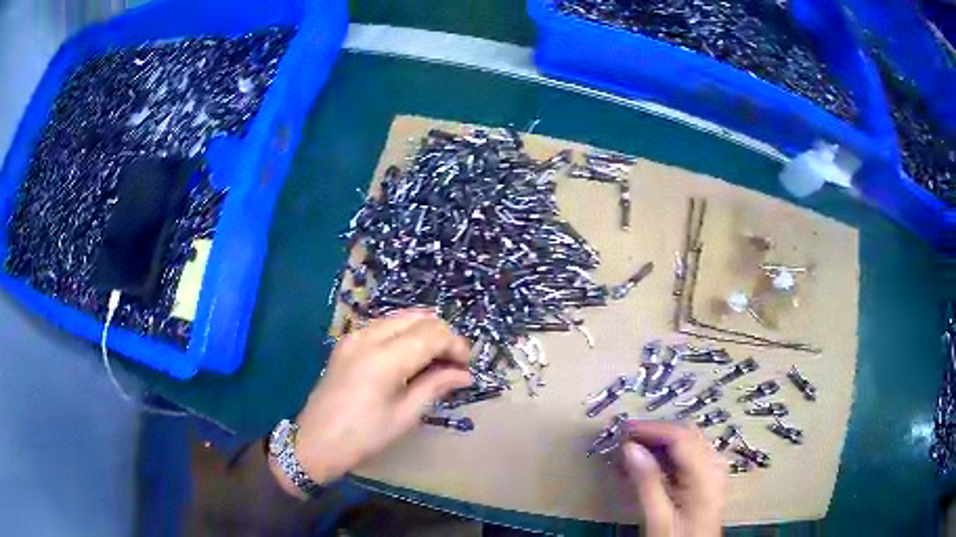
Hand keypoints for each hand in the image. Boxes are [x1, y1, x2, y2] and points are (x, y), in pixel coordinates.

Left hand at [270, 310, 472, 498]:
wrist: (315, 443)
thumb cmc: (364, 437)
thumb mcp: (405, 416)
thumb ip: (435, 386)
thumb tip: (465, 374)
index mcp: (385, 358)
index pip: (432, 333)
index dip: (456, 345)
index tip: (467, 366)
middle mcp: (368, 336)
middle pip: (418, 319)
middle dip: (442, 335)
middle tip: (454, 363)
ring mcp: (353, 336)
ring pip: (400, 318)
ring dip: (423, 332)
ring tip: (436, 359)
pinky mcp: (346, 343)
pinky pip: (382, 326)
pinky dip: (403, 333)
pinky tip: (409, 356)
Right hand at [619, 421, 725, 536]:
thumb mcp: (657, 517)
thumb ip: (646, 482)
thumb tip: (629, 448)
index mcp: (705, 473)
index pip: (680, 436)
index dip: (651, 428)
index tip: (622, 429)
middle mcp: (714, 464)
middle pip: (685, 434)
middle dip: (654, 432)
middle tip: (623, 439)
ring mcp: (713, 470)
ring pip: (686, 442)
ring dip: (659, 442)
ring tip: (630, 451)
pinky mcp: (707, 478)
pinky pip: (688, 455)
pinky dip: (666, 454)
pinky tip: (646, 464)